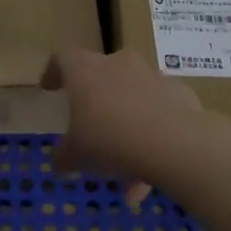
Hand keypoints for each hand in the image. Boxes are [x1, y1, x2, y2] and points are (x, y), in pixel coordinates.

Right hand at [43, 47, 221, 206]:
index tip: (50, 88)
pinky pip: (160, 112)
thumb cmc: (110, 140)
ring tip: (127, 172)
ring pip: (134, 98)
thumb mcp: (76, 156)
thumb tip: (59, 162)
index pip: (63, 58)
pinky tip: (154, 168)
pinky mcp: (180, 93)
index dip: (54, 72)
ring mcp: (153, 76)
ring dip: (127, 127)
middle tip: (92, 130)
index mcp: (85, 71)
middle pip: (102, 76)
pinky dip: (154, 134)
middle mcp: (119, 64)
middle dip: (97, 103)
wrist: (173, 142)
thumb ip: (64, 157)